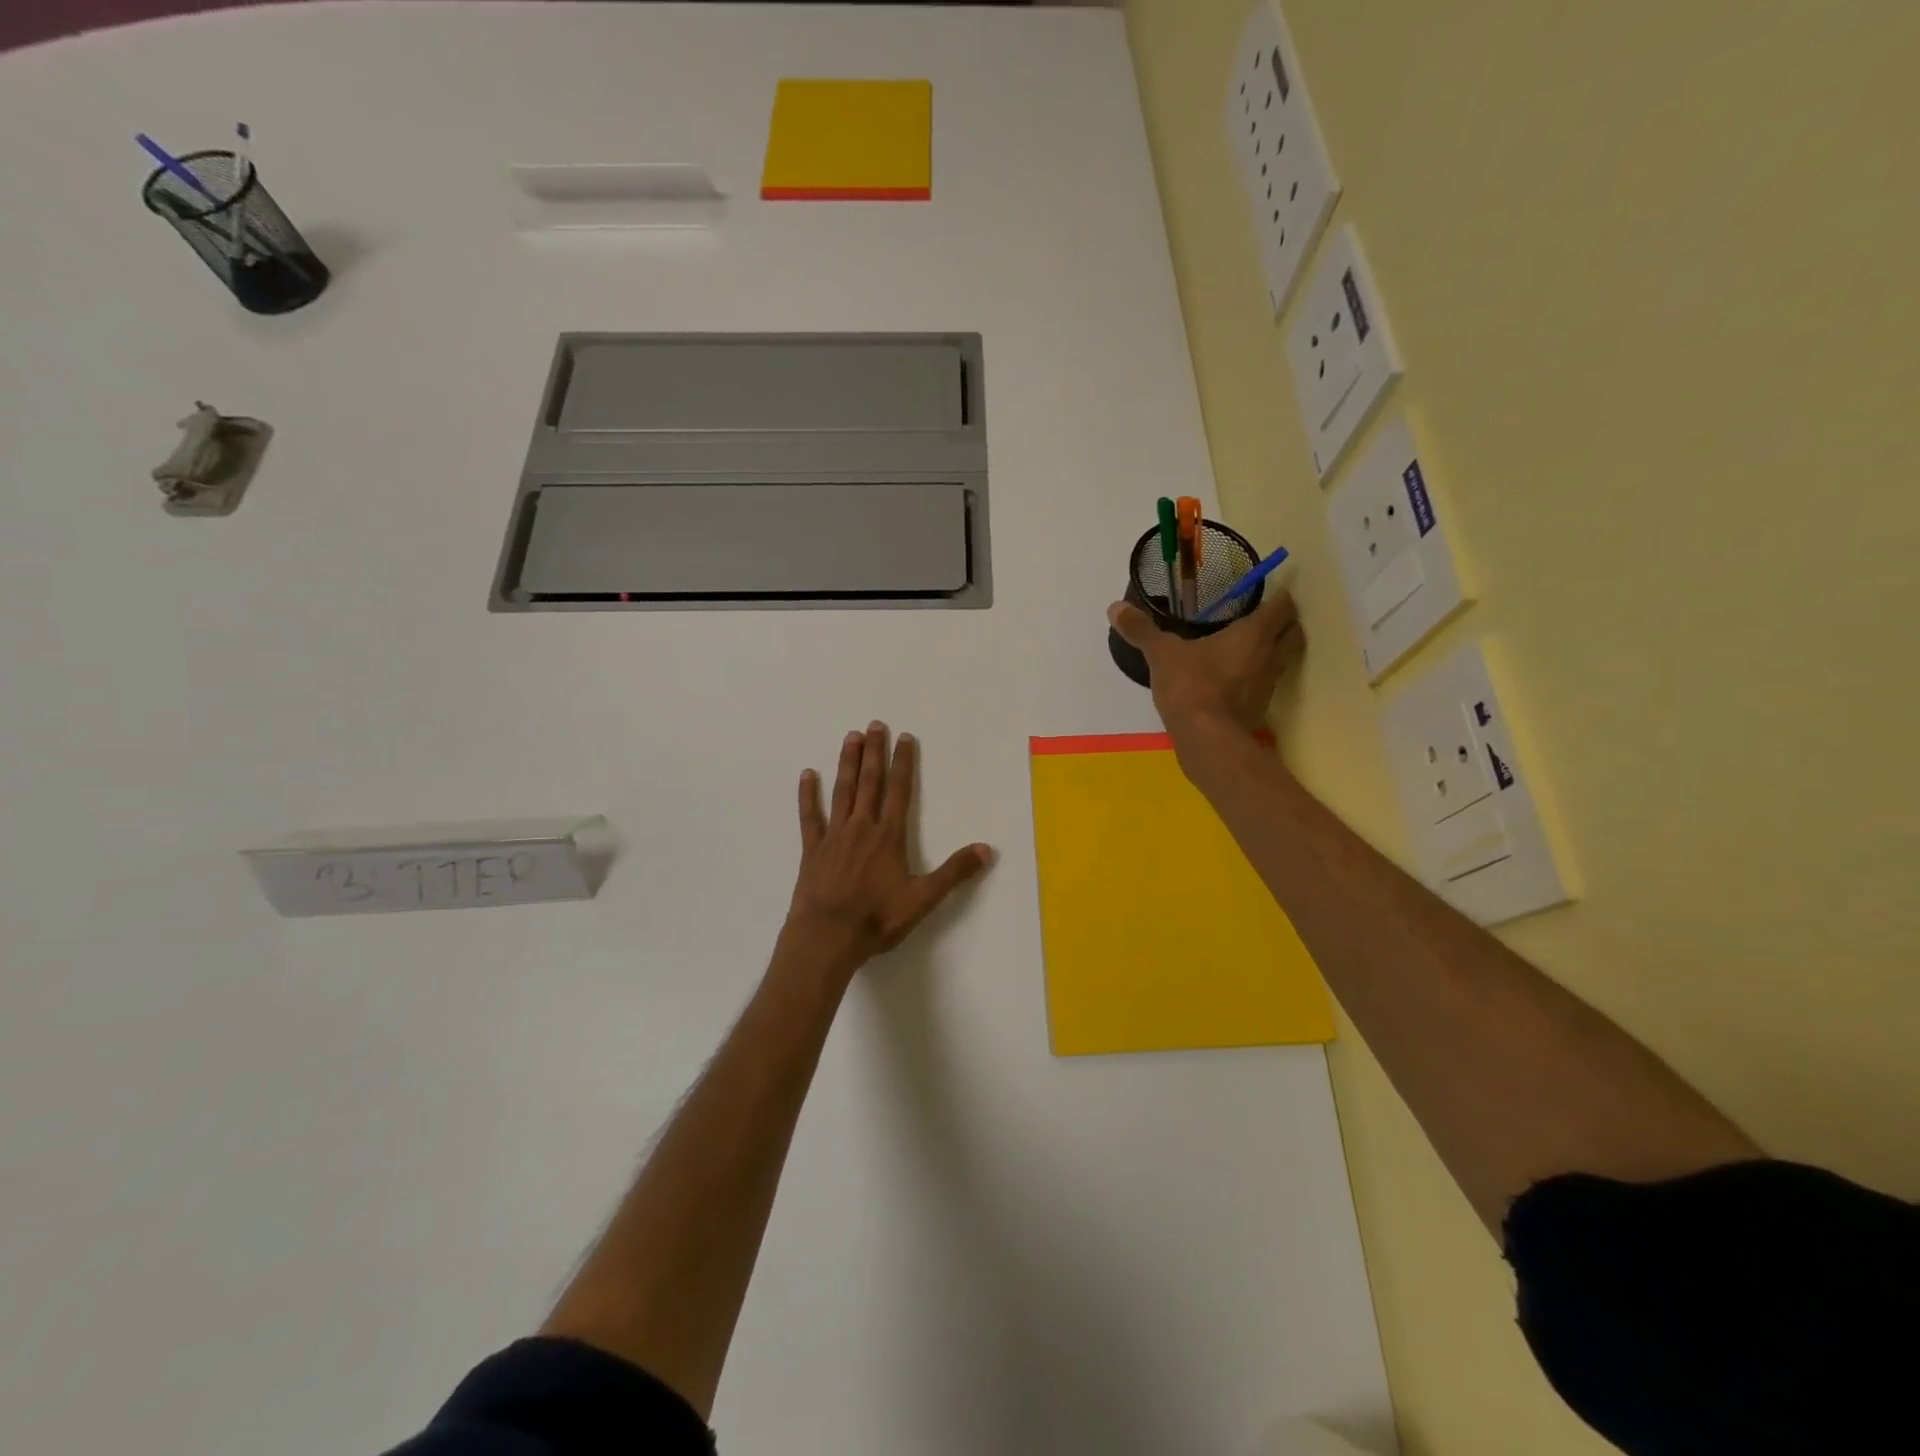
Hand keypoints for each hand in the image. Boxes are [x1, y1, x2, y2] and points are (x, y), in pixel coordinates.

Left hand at [782, 722, 993, 983]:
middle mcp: (862, 828)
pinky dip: (808, 795)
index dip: (903, 764)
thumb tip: (986, 849)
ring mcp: (834, 836)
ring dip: (847, 763)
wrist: (827, 938)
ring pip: (842, 791)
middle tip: (875, 724)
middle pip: (870, 783)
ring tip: (851, 737)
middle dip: (874, 753)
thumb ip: (954, 873)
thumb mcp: (923, 900)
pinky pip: (810, 816)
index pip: (900, 791)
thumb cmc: (877, 919)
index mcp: (889, 837)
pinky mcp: (812, 850)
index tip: (905, 739)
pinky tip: (808, 775)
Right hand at [1107, 589, 1303, 736]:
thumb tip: (1115, 607)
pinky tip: (1236, 680)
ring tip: (1251, 647)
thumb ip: (1141, 630)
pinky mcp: (1259, 710)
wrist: (1207, 740)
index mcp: (1254, 634)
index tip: (1272, 591)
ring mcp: (1267, 686)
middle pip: (1294, 633)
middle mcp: (1269, 656)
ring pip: (1283, 660)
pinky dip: (1257, 678)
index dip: (1281, 597)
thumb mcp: (1161, 654)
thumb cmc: (1191, 686)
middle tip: (1266, 617)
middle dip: (1286, 623)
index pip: (1283, 607)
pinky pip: (1264, 685)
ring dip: (1274, 651)